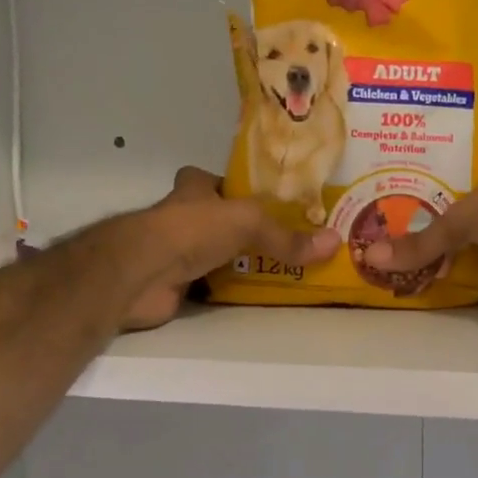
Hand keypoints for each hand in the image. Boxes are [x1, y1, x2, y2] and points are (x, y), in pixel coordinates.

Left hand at [124, 167, 339, 330]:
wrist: (142, 272)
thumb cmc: (191, 229)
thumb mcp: (248, 223)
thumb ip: (286, 237)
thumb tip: (334, 242)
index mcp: (193, 190)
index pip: (212, 181)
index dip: (231, 188)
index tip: (261, 202)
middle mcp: (181, 217)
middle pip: (214, 220)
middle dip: (238, 230)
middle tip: (280, 242)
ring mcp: (174, 252)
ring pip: (211, 254)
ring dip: (233, 262)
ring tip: (275, 270)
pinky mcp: (173, 285)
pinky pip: (207, 286)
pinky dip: (225, 291)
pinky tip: (249, 296)